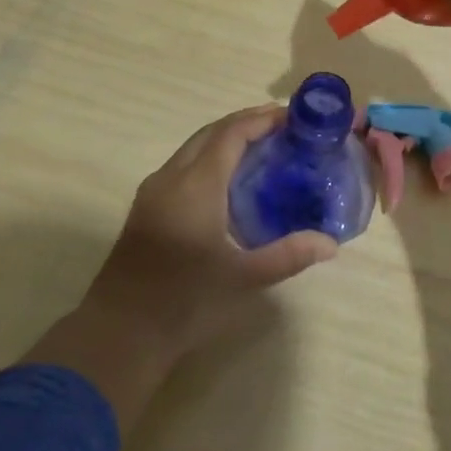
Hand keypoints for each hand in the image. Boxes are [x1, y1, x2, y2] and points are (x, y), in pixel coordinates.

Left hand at [88, 106, 338, 355]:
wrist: (120, 333)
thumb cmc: (185, 301)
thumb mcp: (243, 278)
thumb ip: (289, 255)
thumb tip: (331, 244)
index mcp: (196, 184)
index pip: (231, 133)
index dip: (261, 119)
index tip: (292, 116)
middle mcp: (172, 177)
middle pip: (211, 132)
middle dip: (245, 123)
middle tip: (282, 128)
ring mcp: (154, 192)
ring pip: (193, 148)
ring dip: (225, 139)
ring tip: (261, 148)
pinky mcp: (146, 208)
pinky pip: (182, 166)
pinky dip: (209, 158)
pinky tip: (228, 182)